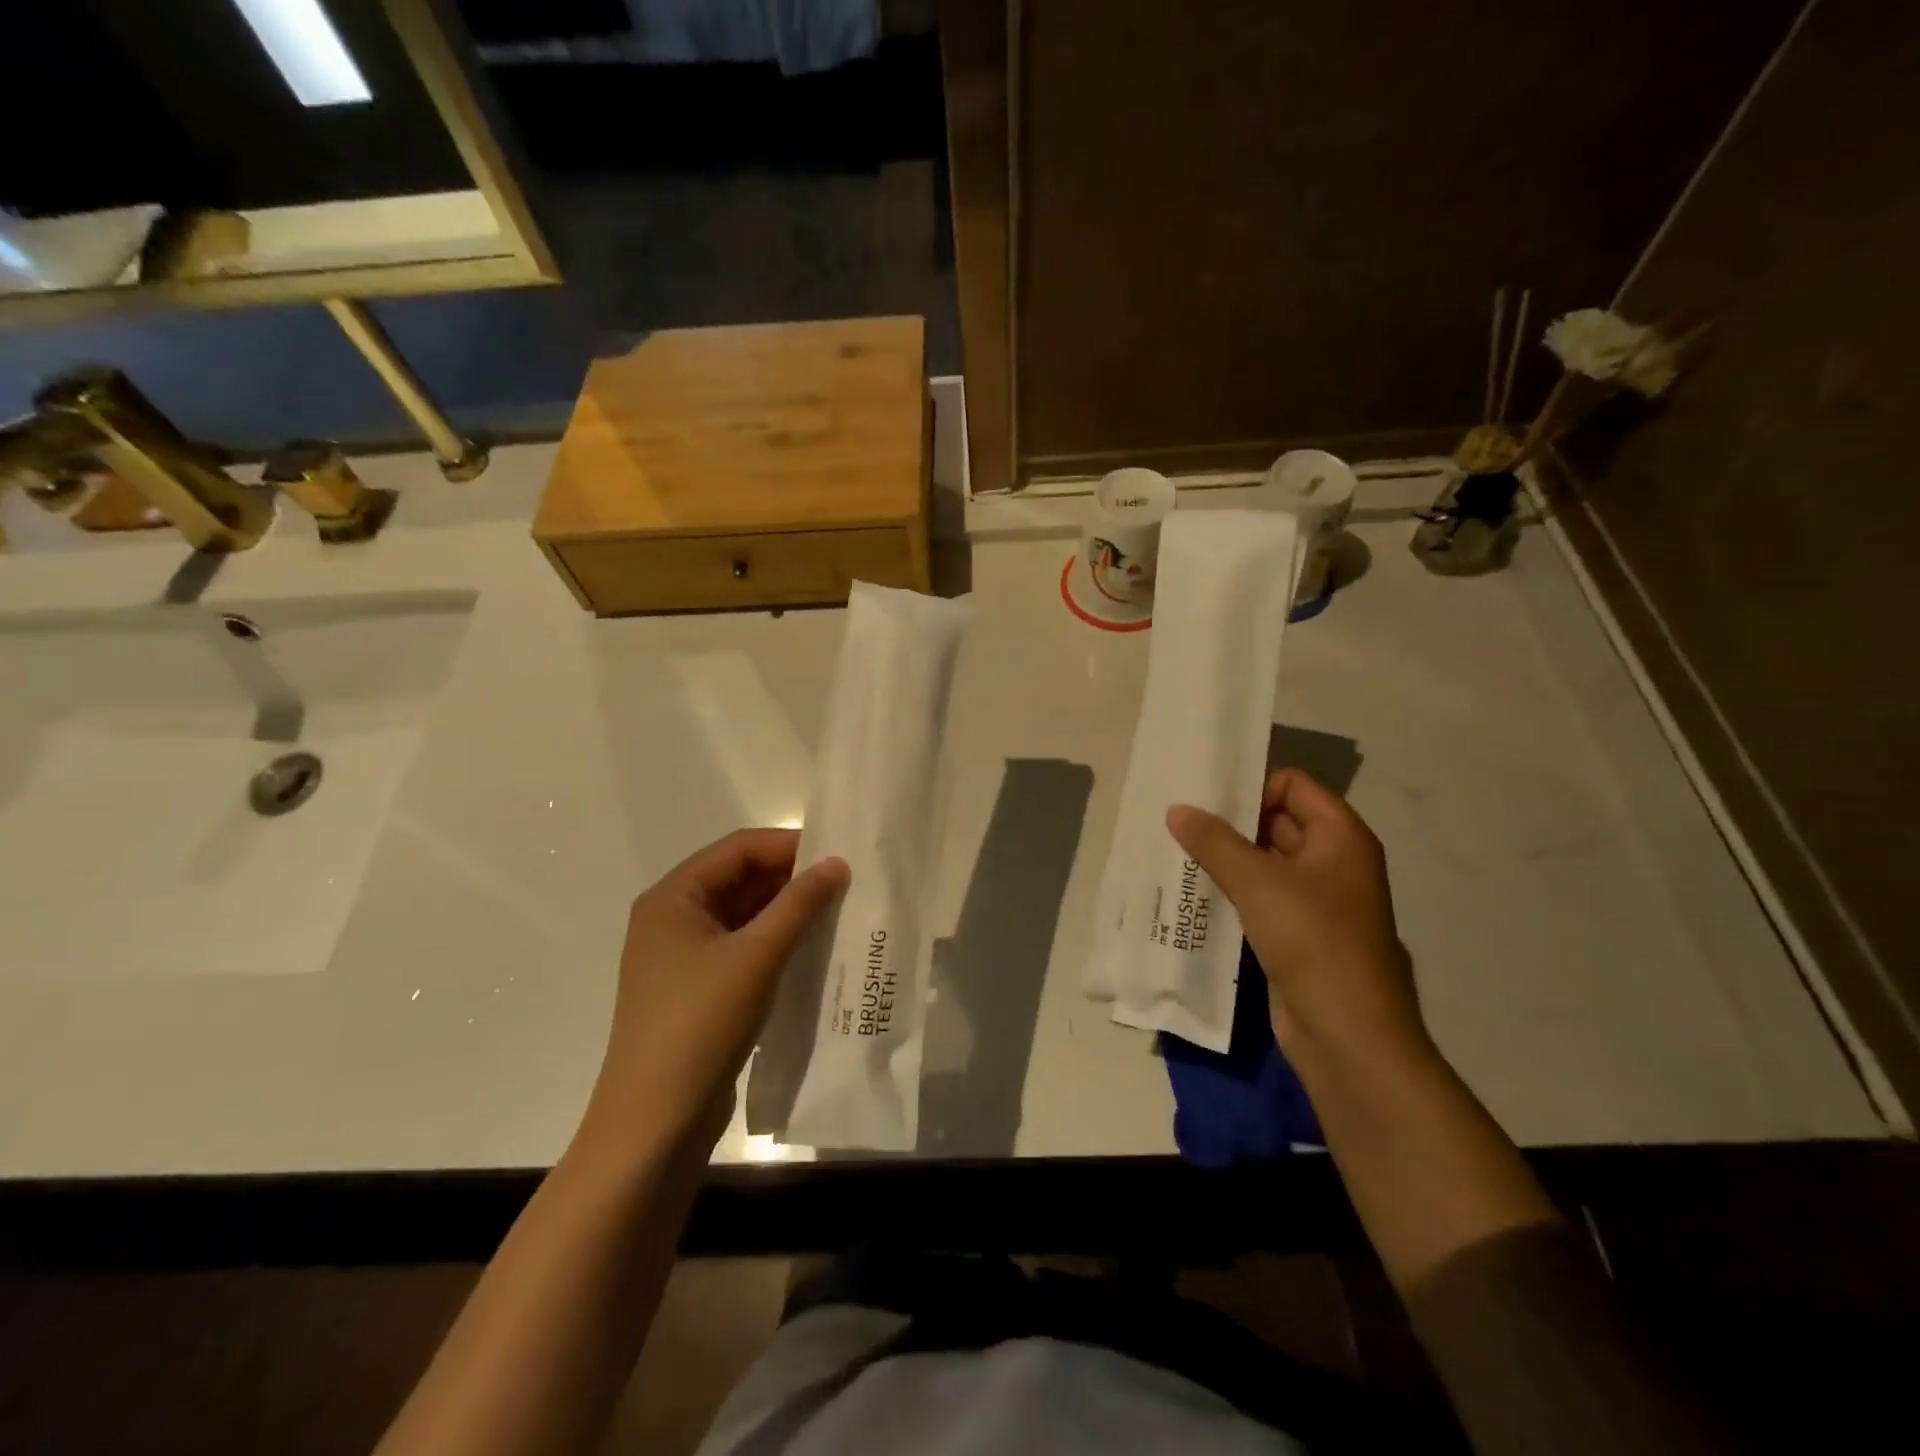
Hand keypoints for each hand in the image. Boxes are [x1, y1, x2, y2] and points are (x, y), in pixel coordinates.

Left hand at [576, 829, 847, 1163]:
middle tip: (845, 884)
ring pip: (743, 915)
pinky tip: (812, 949)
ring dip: (787, 912)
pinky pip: (742, 947)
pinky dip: (776, 943)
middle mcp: (672, 918)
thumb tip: (837, 863)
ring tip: (838, 913)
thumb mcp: (756, 956)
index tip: (838, 853)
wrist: (655, 1122)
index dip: (788, 845)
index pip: (737, 850)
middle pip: (739, 879)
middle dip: (791, 879)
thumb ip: (799, 904)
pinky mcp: (697, 989)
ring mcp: (683, 957)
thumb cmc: (700, 1023)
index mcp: (672, 898)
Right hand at [1167, 770, 1428, 1074]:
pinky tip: (1192, 890)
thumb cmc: (1312, 941)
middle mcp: (1332, 862)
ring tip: (1176, 850)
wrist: (1347, 1035)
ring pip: (1265, 862)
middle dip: (1230, 820)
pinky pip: (1260, 897)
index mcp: (1340, 837)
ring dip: (1225, 857)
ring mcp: (1316, 901)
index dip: (1252, 785)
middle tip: (1178, 819)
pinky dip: (1231, 890)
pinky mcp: (1298, 934)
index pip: (1293, 785)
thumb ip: (1214, 842)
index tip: (1205, 795)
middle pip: (1277, 821)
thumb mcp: (1258, 883)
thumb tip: (1177, 809)